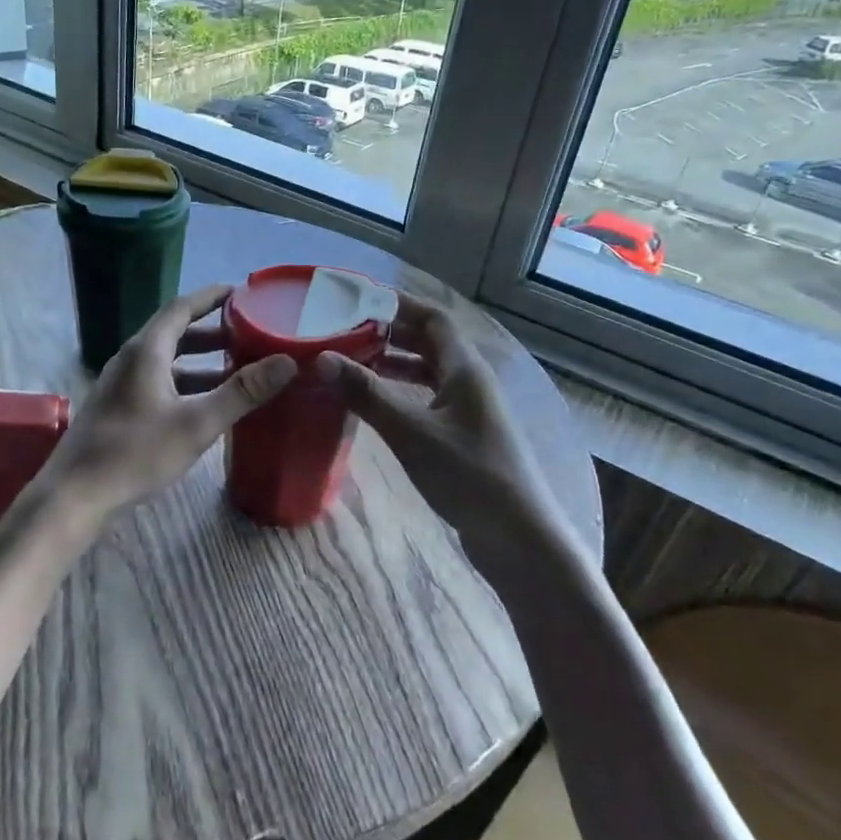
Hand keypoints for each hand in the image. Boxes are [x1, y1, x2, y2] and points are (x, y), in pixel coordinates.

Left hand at [40, 285, 296, 527]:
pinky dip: (184, 382)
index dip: (211, 298)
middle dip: (212, 331)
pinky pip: (157, 381)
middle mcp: (131, 359)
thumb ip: (242, 392)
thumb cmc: (136, 453)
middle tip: (248, 333)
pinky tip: (204, 404)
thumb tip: (286, 362)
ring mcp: (120, 384)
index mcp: (147, 351)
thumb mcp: (197, 423)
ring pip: (166, 361)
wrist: (76, 493)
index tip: (240, 292)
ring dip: (199, 361)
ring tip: (235, 368)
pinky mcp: (117, 407)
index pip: (181, 308)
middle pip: (174, 333)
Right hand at [316, 291, 572, 553]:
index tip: (357, 301)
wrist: (519, 538)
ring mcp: (469, 410)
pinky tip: (376, 406)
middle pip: (429, 342)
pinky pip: (427, 399)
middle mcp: (470, 382)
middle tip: (345, 332)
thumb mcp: (411, 432)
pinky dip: (401, 393)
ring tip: (352, 365)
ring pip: (428, 372)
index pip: (432, 318)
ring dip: (393, 364)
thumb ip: (367, 394)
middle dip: (389, 333)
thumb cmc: (468, 475)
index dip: (397, 304)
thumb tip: (322, 359)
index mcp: (465, 369)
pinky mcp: (464, 436)